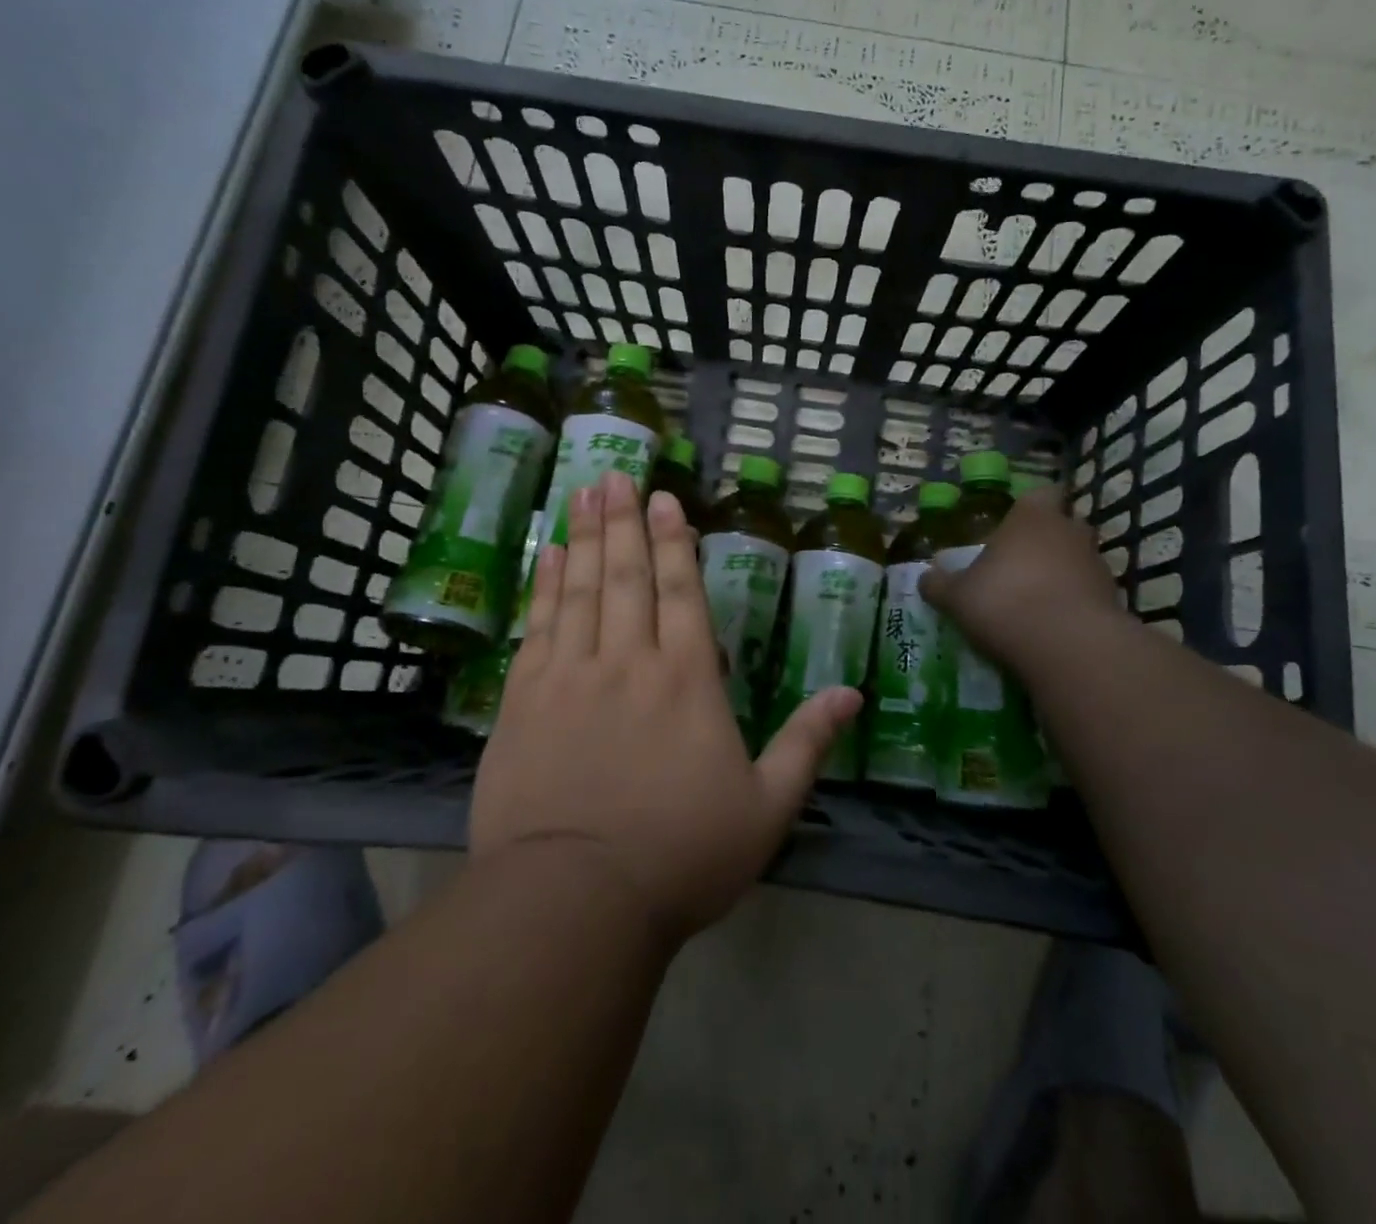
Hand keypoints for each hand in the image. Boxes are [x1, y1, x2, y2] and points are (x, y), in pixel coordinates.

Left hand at [468, 471, 861, 945]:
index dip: (674, 539)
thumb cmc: (681, 856)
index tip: (665, 497)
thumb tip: (852, 693)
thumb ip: (808, 743)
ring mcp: (570, 677)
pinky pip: (539, 626)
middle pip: (627, 575)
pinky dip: (544, 585)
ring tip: (584, 492)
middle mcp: (628, 662)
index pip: (681, 591)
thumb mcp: (766, 809)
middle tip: (616, 473)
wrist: (573, 903)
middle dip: (624, 520)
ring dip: (585, 537)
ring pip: (580, 589)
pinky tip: (548, 556)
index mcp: (687, 680)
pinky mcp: (523, 702)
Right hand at [918, 484, 1125, 672]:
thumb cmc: (1004, 603)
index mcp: (1032, 517)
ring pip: (1079, 560)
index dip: (1031, 507)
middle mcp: (1070, 532)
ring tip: (1036, 601)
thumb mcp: (957, 597)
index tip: (1015, 524)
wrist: (1067, 647)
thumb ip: (940, 585)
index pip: (1042, 493)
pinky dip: (1076, 605)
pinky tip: (1054, 627)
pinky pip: (1090, 594)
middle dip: (1046, 541)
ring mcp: (1097, 565)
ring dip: (1063, 575)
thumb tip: (925, 578)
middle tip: (1021, 564)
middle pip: (1063, 525)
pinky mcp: (1114, 600)